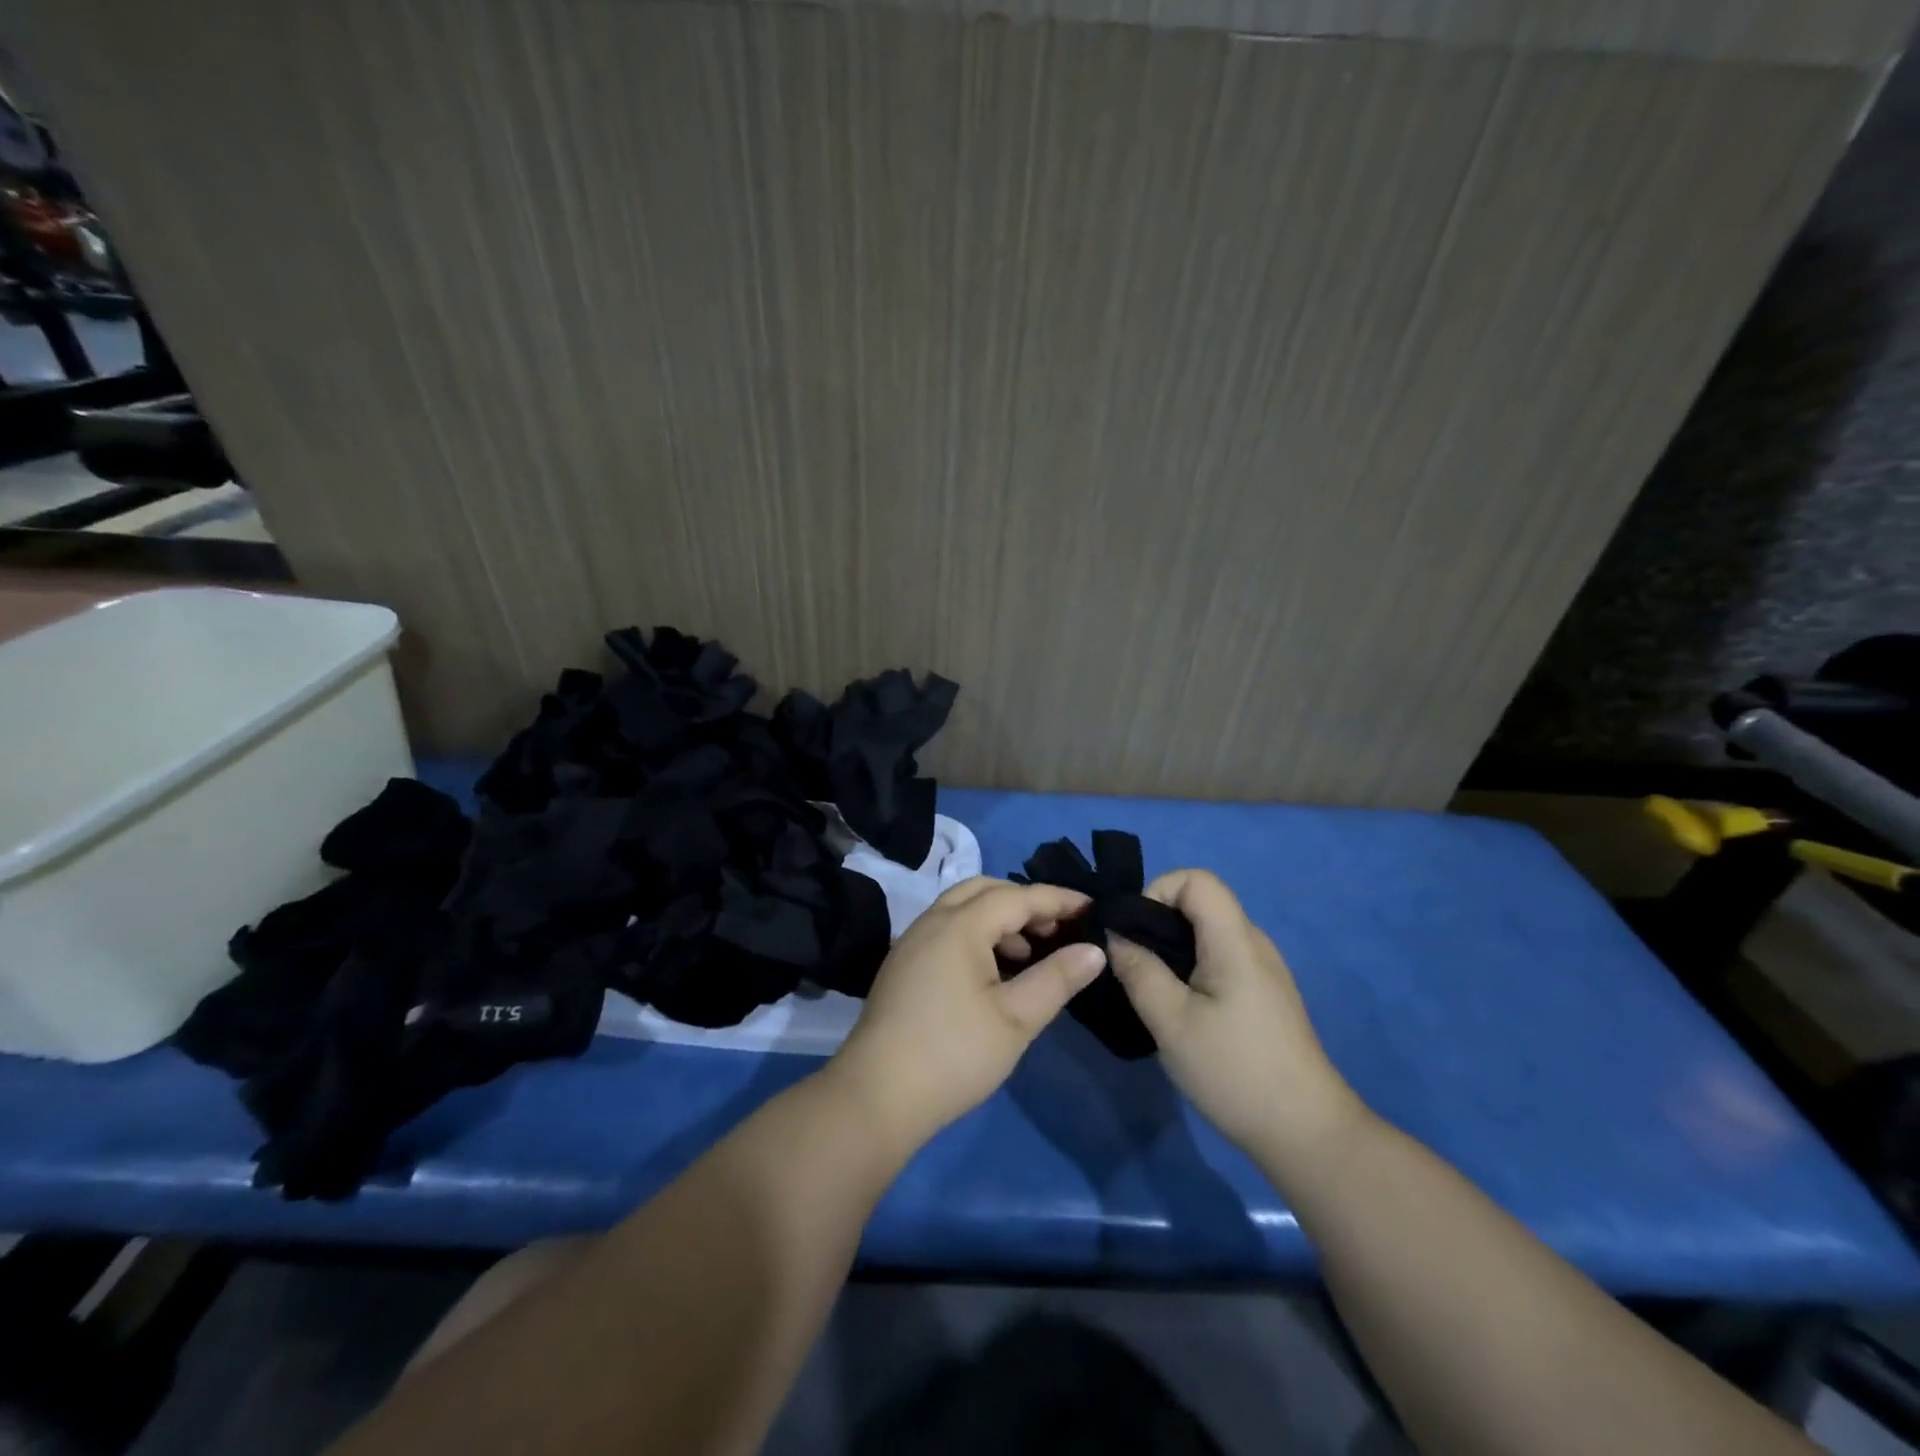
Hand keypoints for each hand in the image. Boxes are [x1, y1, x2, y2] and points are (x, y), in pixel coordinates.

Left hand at [830, 878, 1104, 1150]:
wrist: (877, 1096)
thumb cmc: (954, 1053)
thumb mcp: (1016, 1018)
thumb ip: (1057, 978)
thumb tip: (1094, 950)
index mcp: (959, 925)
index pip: (1017, 896)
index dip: (1058, 899)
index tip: (1093, 907)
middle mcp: (932, 921)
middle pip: (984, 891)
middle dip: (1025, 902)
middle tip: (1058, 929)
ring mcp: (912, 943)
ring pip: (962, 910)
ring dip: (999, 920)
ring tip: (1030, 954)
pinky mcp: (903, 966)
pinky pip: (947, 930)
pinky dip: (977, 936)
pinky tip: (994, 973)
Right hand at [1107, 870, 1365, 1177]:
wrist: (1306, 1135)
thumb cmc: (1235, 1071)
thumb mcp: (1171, 1022)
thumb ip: (1138, 970)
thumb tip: (1114, 935)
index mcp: (1236, 941)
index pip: (1197, 879)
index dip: (1158, 891)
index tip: (1133, 932)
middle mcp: (1254, 944)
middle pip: (1201, 903)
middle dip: (1157, 922)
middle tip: (1132, 964)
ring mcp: (1263, 970)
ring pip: (1208, 933)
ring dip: (1172, 948)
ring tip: (1150, 988)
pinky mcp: (1264, 995)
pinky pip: (1220, 958)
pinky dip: (1191, 967)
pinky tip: (1180, 1008)